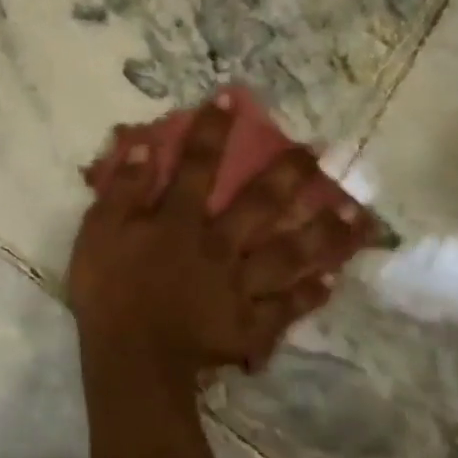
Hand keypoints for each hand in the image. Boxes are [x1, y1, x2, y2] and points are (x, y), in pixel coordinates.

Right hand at [68, 93, 370, 398]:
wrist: (129, 358)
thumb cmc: (108, 291)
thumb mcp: (99, 232)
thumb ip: (122, 189)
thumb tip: (142, 145)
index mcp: (180, 221)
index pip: (197, 166)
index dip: (213, 131)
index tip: (232, 99)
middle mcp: (219, 246)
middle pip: (260, 205)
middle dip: (289, 176)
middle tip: (321, 154)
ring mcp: (240, 287)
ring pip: (288, 255)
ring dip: (323, 233)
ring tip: (357, 215)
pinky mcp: (249, 326)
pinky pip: (284, 308)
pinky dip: (308, 296)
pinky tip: (330, 282)